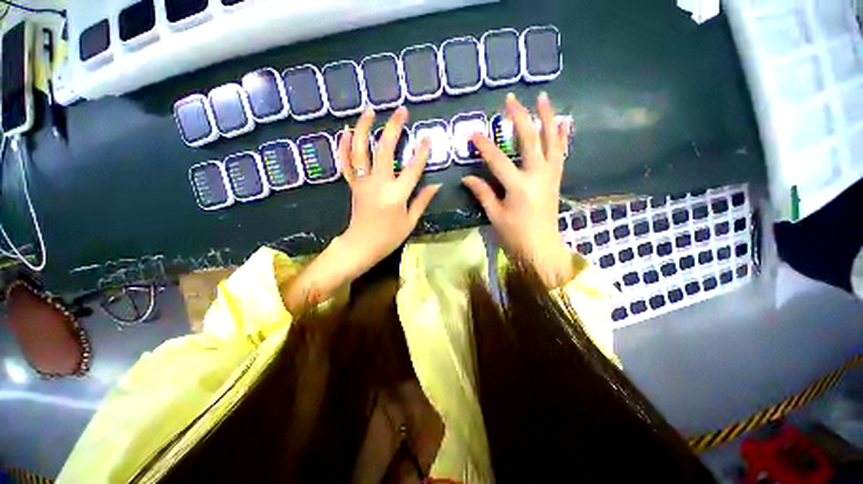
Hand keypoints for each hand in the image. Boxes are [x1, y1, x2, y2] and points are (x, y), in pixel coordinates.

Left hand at [283, 107, 439, 313]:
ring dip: (364, 128)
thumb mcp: (410, 222)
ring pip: (360, 150)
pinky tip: (344, 131)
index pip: (412, 169)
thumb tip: (436, 185)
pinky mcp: (353, 185)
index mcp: (396, 195)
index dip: (422, 153)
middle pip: (385, 150)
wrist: (360, 246)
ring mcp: (362, 182)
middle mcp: (378, 184)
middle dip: (393, 128)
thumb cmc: (388, 237)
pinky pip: (345, 163)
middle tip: (401, 111)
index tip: (428, 137)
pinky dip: (343, 146)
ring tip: (369, 110)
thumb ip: (422, 201)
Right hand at [463, 92, 574, 287]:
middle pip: (529, 140)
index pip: (497, 160)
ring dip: (547, 117)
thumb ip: (482, 193)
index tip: (473, 133)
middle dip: (519, 118)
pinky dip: (562, 136)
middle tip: (510, 100)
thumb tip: (467, 178)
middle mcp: (537, 176)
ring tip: (542, 97)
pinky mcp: (556, 178)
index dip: (484, 146)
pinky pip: (561, 153)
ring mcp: (550, 175)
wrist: (541, 246)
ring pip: (551, 140)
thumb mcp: (495, 215)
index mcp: (518, 187)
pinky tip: (562, 122)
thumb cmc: (515, 234)